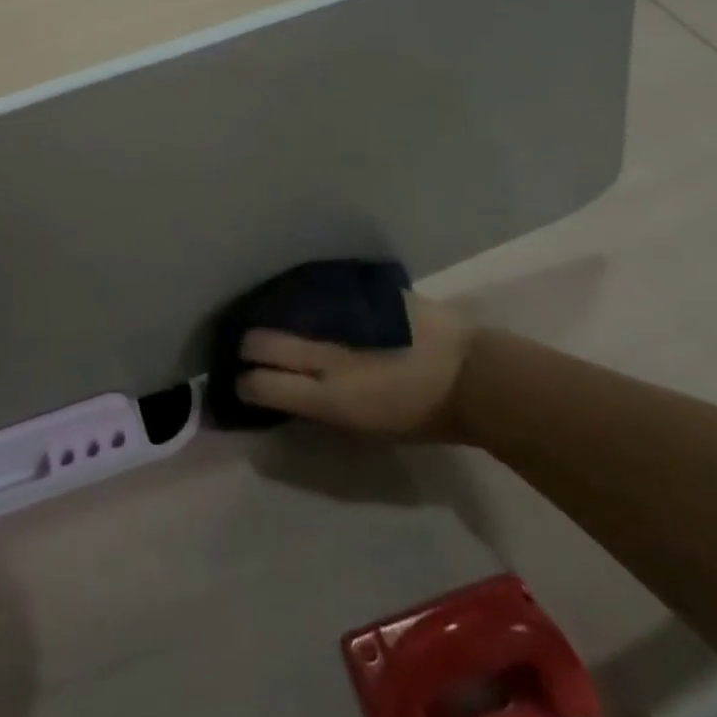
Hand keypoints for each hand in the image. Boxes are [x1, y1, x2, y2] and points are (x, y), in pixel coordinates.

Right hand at [235, 292, 474, 440]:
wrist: (473, 376)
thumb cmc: (421, 415)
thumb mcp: (363, 424)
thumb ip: (320, 405)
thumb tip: (286, 390)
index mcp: (329, 396)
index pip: (262, 384)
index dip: (246, 383)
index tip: (243, 381)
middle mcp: (326, 354)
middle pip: (262, 342)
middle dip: (248, 345)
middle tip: (250, 347)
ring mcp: (341, 318)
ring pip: (286, 311)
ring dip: (276, 318)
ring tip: (274, 321)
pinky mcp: (358, 292)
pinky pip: (319, 293)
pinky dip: (307, 300)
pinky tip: (307, 302)